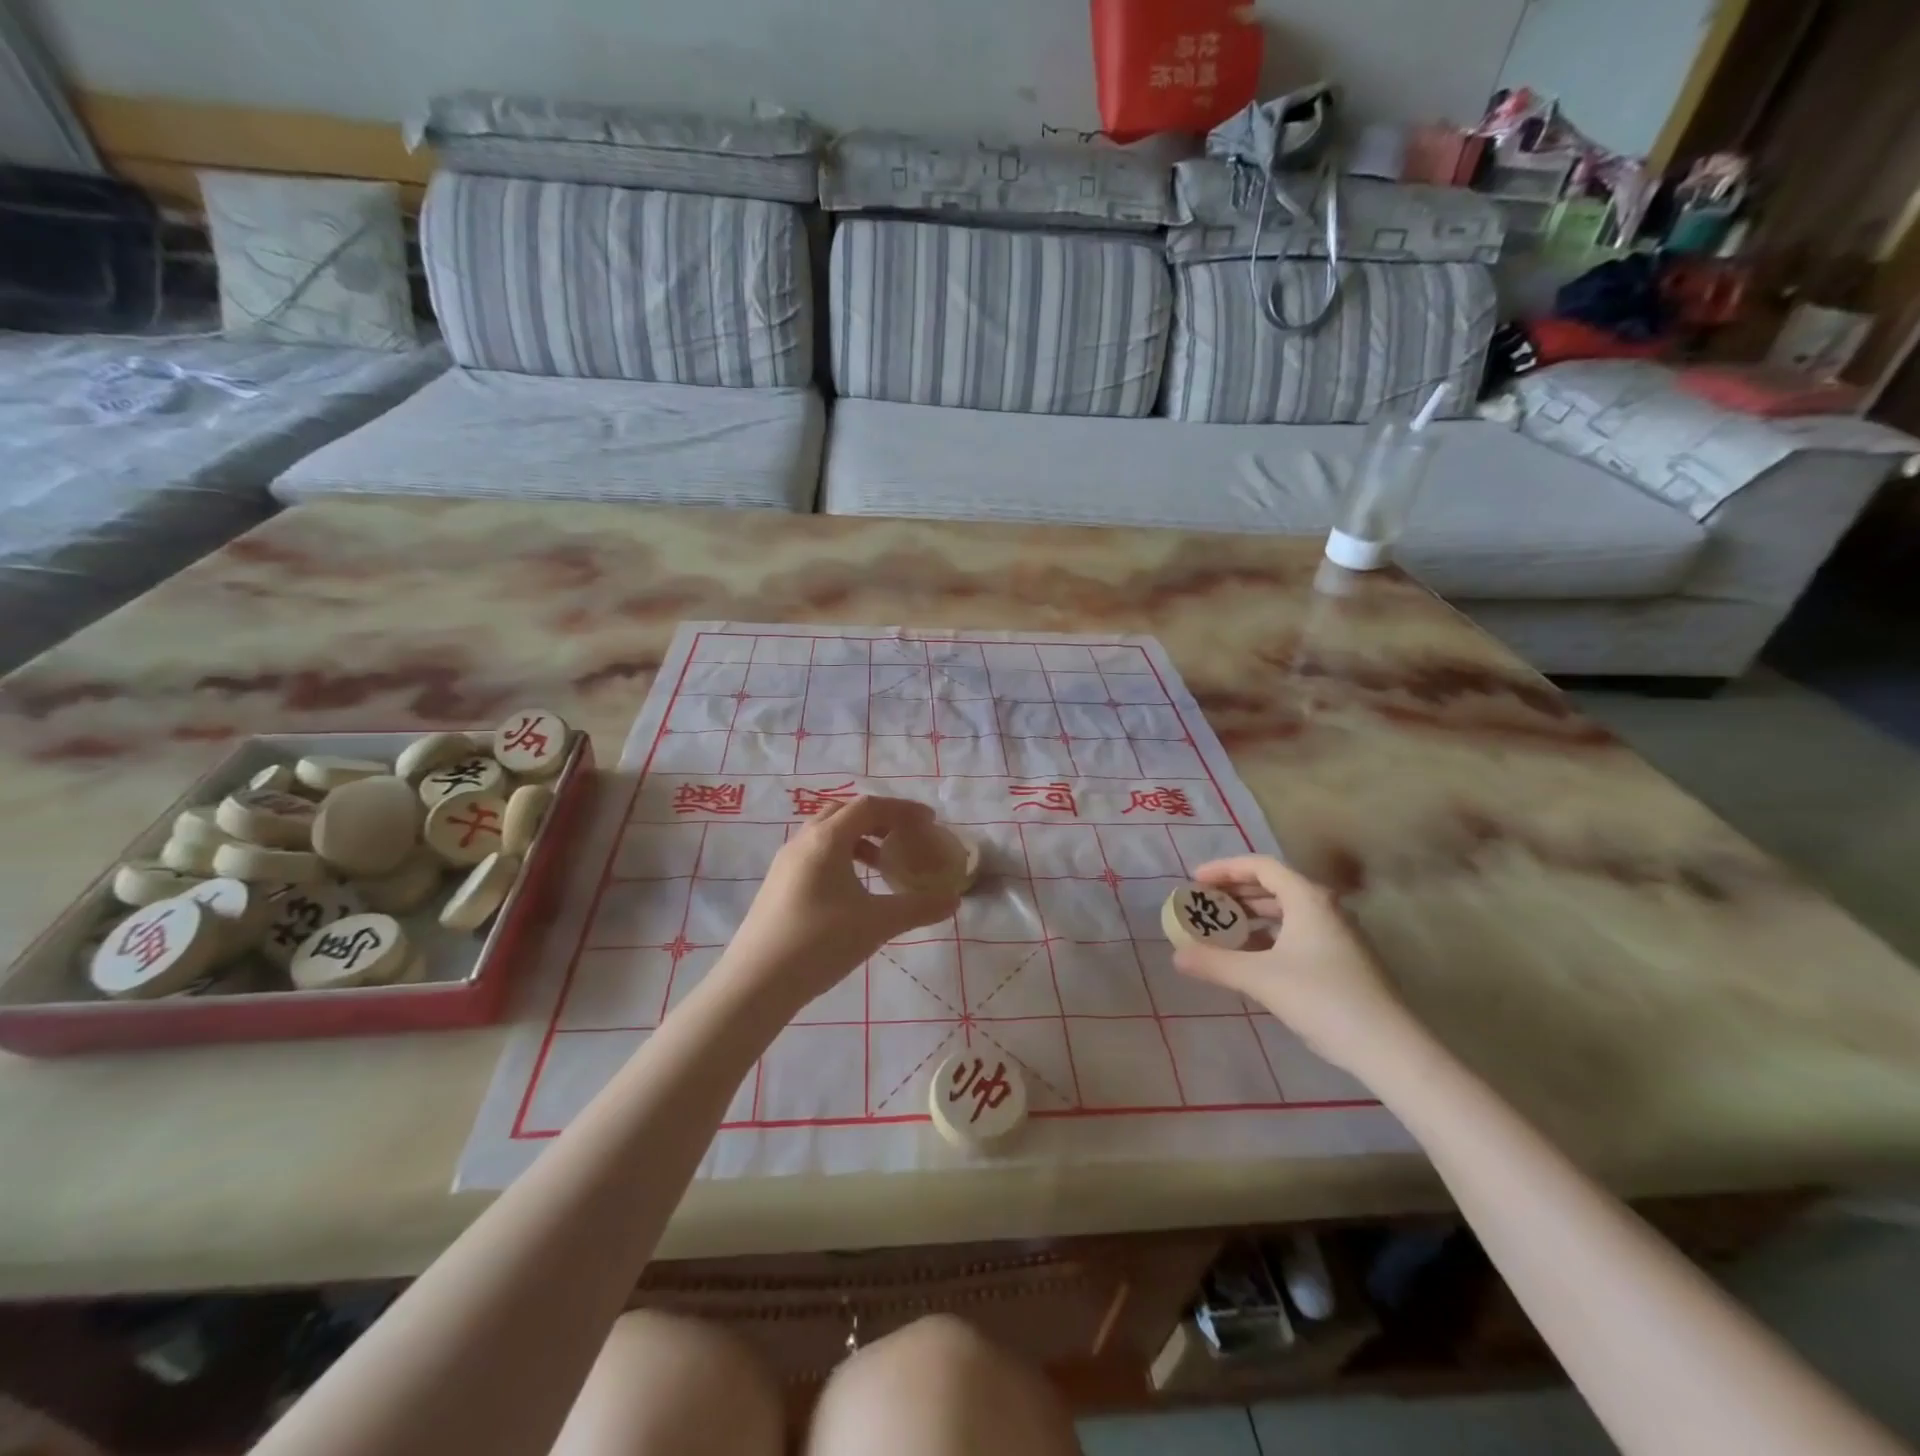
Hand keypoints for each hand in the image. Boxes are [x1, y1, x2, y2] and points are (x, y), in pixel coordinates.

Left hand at [720, 796, 958, 1008]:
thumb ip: (918, 908)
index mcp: (826, 839)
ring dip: (859, 839)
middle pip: (845, 812)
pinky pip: (815, 854)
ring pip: (827, 834)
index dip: (903, 809)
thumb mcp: (877, 923)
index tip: (930, 821)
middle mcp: (803, 841)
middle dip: (879, 819)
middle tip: (905, 836)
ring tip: (883, 865)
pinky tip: (854, 890)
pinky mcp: (777, 885)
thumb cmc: (820, 943)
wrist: (756, 983)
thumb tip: (954, 900)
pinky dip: (841, 858)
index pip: (869, 807)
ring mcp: (785, 863)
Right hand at [1172, 856, 1414, 1078]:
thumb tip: (1177, 956)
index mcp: (1308, 899)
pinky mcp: (1343, 960)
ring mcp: (1338, 934)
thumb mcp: (1260, 979)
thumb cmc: (1322, 999)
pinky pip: (1296, 932)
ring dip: (1251, 915)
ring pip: (1286, 911)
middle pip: (1273, 886)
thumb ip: (1215, 963)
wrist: (1388, 1048)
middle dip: (1235, 893)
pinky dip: (1269, 936)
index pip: (1260, 866)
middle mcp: (1325, 908)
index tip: (1195, 881)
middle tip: (1204, 904)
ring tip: (1222, 929)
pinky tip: (1251, 956)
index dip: (1224, 869)